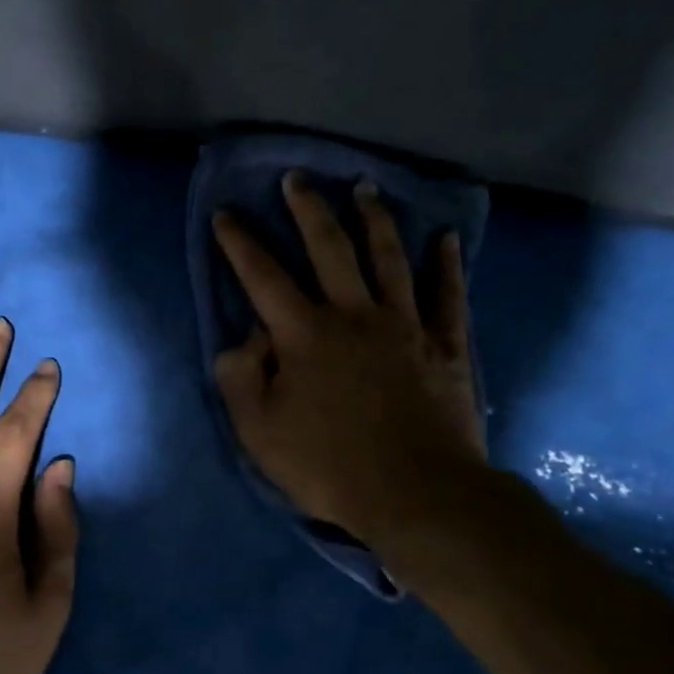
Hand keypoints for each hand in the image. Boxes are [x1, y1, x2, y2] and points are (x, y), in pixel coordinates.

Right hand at [211, 173, 487, 549]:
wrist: (418, 496)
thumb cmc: (329, 465)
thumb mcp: (259, 431)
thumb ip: (240, 377)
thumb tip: (245, 338)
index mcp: (304, 334)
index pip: (262, 275)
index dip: (239, 242)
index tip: (225, 214)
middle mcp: (353, 315)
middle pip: (329, 248)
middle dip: (308, 209)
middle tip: (297, 178)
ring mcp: (404, 326)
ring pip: (388, 259)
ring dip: (374, 220)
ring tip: (365, 188)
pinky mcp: (445, 346)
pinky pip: (447, 297)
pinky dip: (446, 266)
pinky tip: (445, 239)